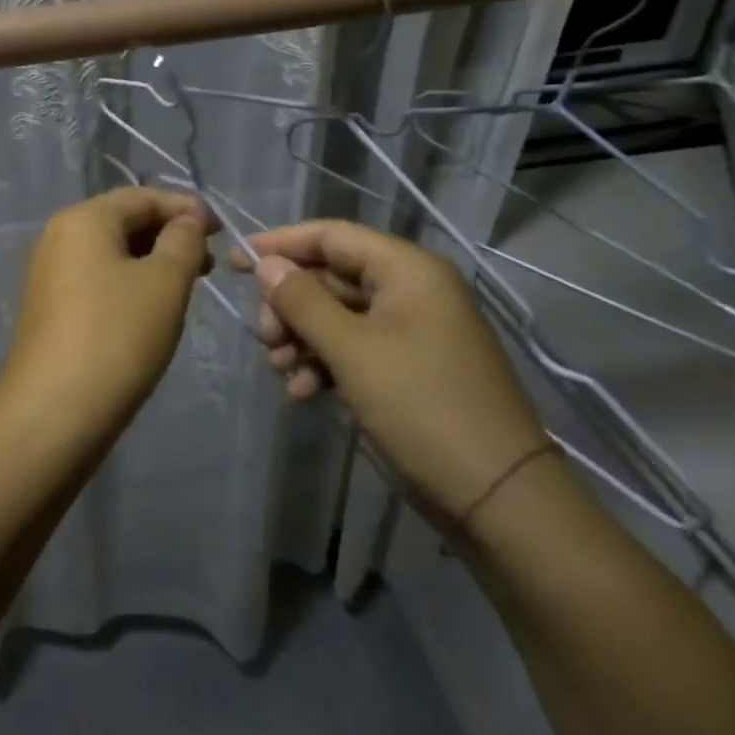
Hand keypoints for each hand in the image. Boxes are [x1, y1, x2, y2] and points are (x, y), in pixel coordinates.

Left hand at [0, 189, 216, 420]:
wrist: (54, 411)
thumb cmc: (117, 336)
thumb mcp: (164, 282)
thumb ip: (183, 241)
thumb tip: (188, 219)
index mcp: (83, 219)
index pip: (142, 196)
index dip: (185, 207)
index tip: (222, 230)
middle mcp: (59, 236)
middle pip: (123, 221)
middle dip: (169, 235)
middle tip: (209, 261)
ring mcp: (50, 273)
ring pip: (111, 252)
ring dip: (152, 260)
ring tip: (188, 284)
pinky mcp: (50, 307)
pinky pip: (97, 278)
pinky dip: (129, 282)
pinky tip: (153, 307)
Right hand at [243, 221, 547, 520]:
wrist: (497, 498)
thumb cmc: (422, 407)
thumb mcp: (352, 350)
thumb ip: (302, 301)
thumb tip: (266, 265)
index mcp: (408, 270)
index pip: (332, 236)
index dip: (281, 245)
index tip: (236, 262)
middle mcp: (411, 290)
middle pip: (331, 278)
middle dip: (290, 305)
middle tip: (264, 338)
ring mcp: (411, 330)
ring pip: (338, 316)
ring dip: (302, 338)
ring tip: (278, 369)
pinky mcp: (408, 367)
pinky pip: (354, 348)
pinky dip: (324, 363)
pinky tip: (302, 393)